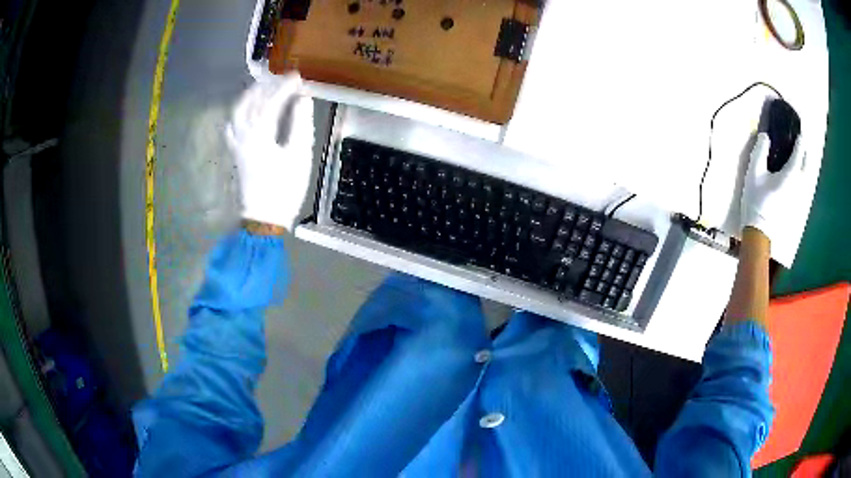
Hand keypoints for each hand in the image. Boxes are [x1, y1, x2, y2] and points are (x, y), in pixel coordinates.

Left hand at [226, 73, 313, 230]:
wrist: (264, 218)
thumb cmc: (285, 188)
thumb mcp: (299, 155)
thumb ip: (301, 124)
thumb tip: (302, 99)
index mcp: (260, 134)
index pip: (271, 102)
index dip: (284, 87)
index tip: (298, 77)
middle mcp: (244, 135)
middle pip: (251, 103)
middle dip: (266, 87)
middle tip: (282, 79)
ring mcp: (237, 144)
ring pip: (238, 112)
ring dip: (250, 97)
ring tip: (263, 88)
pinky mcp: (236, 153)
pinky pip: (232, 126)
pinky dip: (238, 114)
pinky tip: (243, 112)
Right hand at [740, 132, 804, 242]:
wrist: (760, 232)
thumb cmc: (757, 201)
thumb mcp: (754, 172)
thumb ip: (760, 151)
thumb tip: (765, 135)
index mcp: (791, 174)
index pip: (799, 151)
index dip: (800, 139)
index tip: (799, 131)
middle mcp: (799, 184)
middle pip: (807, 164)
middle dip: (805, 152)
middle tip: (801, 143)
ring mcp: (800, 197)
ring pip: (807, 176)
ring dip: (805, 165)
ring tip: (800, 158)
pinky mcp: (797, 206)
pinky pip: (804, 186)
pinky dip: (802, 177)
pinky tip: (798, 176)